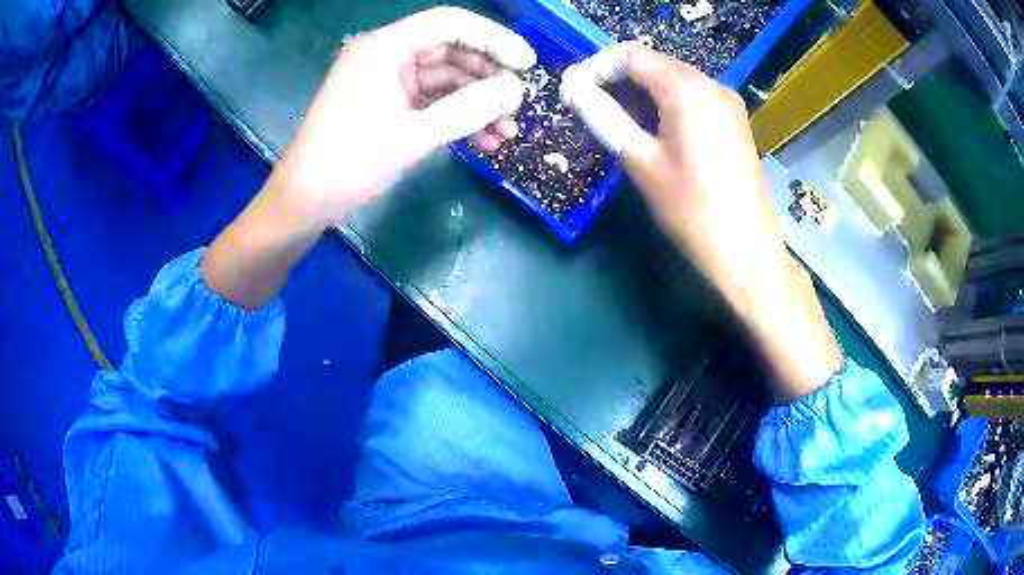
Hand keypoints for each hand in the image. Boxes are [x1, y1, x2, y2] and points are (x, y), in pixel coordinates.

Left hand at [202, 8, 534, 310]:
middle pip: (452, 50)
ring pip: (447, 78)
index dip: (493, 39)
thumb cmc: (348, 164)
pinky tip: (485, 140)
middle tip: (519, 104)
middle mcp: (388, 55)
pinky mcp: (391, 103)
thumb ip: (467, 110)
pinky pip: (434, 100)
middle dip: (489, 76)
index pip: (450, 24)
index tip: (527, 65)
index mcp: (385, 47)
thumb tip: (514, 92)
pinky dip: (459, 116)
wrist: (306, 202)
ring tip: (507, 130)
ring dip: (478, 102)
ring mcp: (389, 80)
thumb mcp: (411, 136)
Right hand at [562, 46, 842, 401]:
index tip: (575, 92)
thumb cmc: (692, 210)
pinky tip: (651, 130)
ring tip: (616, 122)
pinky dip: (665, 104)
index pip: (631, 56)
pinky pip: (691, 98)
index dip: (597, 68)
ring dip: (640, 93)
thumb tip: (573, 89)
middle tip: (590, 108)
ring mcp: (727, 102)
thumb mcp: (641, 161)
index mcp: (687, 89)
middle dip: (618, 80)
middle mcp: (711, 84)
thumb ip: (605, 116)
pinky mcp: (734, 120)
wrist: (746, 252)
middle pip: (654, 64)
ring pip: (672, 80)